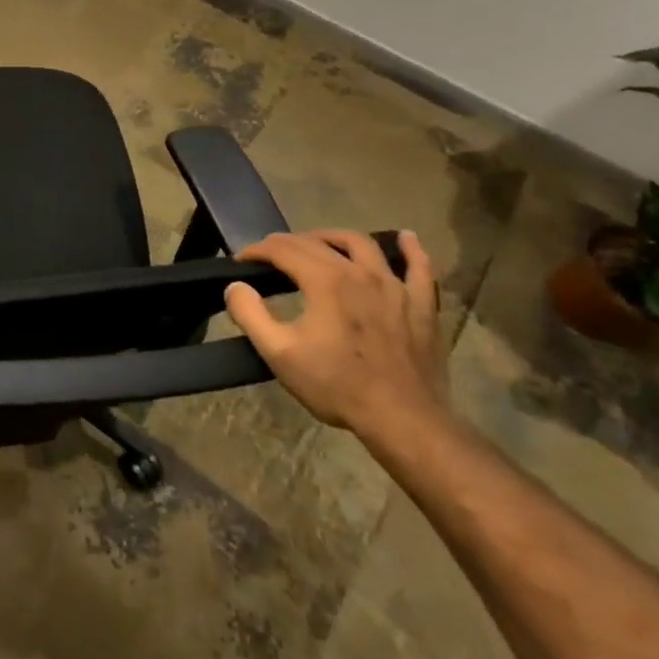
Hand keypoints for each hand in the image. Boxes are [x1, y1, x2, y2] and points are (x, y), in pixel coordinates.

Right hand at [225, 230, 446, 445]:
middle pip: (318, 243)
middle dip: (287, 243)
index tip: (241, 261)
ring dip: (335, 238)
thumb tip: (236, 286)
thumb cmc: (336, 385)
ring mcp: (396, 287)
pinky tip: (406, 239)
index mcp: (324, 280)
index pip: (283, 249)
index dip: (257, 250)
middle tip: (269, 255)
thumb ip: (250, 314)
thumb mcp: (279, 353)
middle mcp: (360, 272)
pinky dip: (411, 250)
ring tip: (319, 243)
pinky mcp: (422, 306)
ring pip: (363, 245)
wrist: (404, 420)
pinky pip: (420, 268)